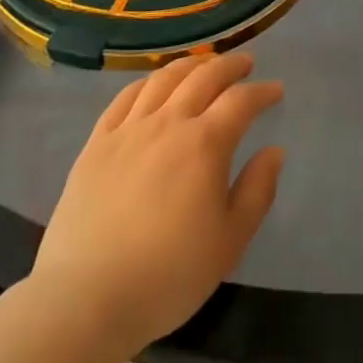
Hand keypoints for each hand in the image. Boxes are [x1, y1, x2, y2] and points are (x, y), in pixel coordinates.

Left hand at [27, 52, 284, 356]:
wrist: (86, 298)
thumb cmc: (168, 276)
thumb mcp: (229, 242)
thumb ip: (257, 191)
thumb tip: (274, 151)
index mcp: (205, 144)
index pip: (240, 101)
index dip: (262, 92)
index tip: (276, 91)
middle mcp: (168, 123)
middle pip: (204, 77)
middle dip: (229, 66)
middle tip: (245, 63)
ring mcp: (128, 130)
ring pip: (163, 79)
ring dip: (190, 65)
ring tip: (203, 64)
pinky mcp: (96, 143)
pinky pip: (125, 98)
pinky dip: (147, 82)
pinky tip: (153, 85)